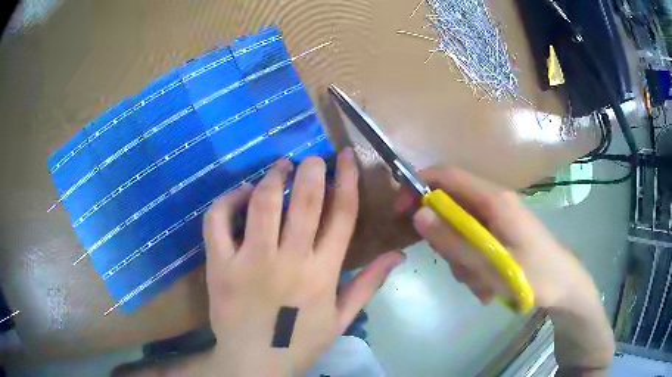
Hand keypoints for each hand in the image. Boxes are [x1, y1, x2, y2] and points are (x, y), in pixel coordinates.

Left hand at [203, 149, 404, 375]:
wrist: (253, 363)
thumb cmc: (298, 344)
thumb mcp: (341, 320)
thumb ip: (369, 285)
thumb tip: (397, 254)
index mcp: (322, 273)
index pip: (342, 214)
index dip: (348, 179)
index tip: (346, 156)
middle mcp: (289, 261)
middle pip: (305, 199)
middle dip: (311, 169)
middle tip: (312, 159)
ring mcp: (250, 261)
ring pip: (263, 202)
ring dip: (273, 177)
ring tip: (280, 167)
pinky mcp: (219, 265)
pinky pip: (219, 220)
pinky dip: (228, 200)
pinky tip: (240, 194)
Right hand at [395, 167, 598, 309]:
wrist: (565, 286)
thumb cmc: (535, 276)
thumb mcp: (492, 265)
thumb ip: (455, 241)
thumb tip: (418, 214)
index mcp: (495, 199)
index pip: (447, 175)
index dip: (418, 186)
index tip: (400, 211)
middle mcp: (495, 203)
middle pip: (451, 207)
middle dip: (446, 240)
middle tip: (457, 267)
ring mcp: (499, 219)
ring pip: (461, 231)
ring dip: (461, 259)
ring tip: (480, 283)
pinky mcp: (502, 234)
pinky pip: (475, 244)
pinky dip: (474, 265)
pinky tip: (488, 284)